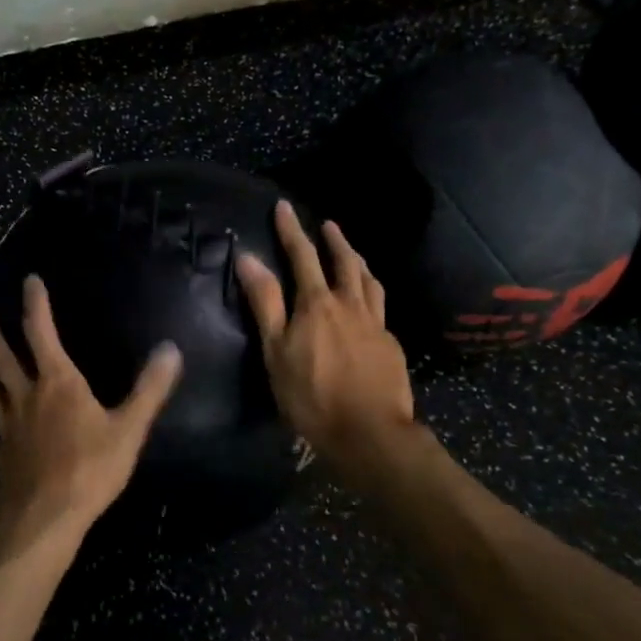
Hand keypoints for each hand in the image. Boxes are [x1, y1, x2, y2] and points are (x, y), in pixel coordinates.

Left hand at [0, 275, 183, 560]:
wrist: (45, 518)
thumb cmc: (90, 468)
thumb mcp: (129, 428)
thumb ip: (149, 389)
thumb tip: (170, 349)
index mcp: (57, 383)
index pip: (41, 333)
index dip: (35, 305)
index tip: (29, 281)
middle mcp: (26, 398)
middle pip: (1, 361)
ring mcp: (8, 429)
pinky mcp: (1, 458)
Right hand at [236, 201, 418, 477]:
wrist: (369, 433)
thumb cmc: (311, 395)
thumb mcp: (275, 351)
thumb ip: (265, 303)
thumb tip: (249, 258)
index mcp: (317, 304)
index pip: (302, 256)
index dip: (291, 231)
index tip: (284, 207)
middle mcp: (350, 305)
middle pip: (344, 262)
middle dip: (333, 240)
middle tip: (328, 224)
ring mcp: (375, 324)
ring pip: (369, 281)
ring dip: (358, 261)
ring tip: (353, 253)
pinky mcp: (390, 345)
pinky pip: (381, 306)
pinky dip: (371, 292)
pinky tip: (369, 302)